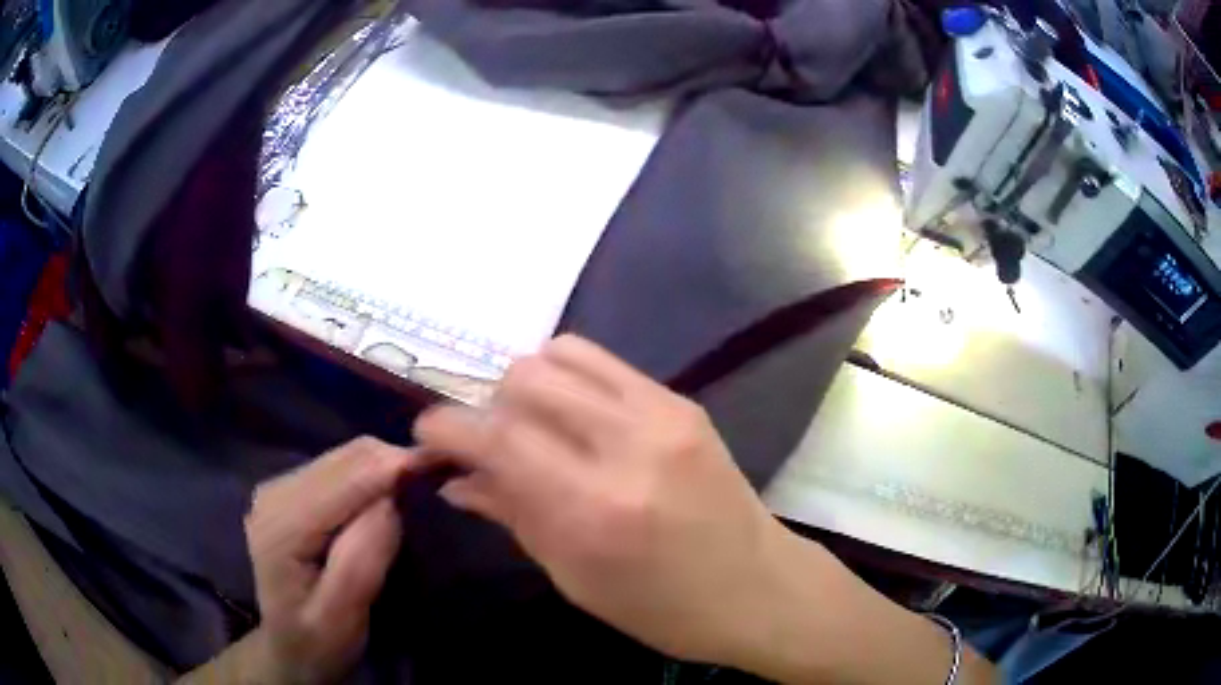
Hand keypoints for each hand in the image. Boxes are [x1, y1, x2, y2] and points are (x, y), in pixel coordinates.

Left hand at [243, 437, 420, 683]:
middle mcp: (274, 494)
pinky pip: (340, 467)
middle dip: (396, 463)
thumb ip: (360, 562)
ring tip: (422, 487)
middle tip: (443, 480)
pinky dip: (373, 473)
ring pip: (345, 456)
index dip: (395, 468)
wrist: (289, 649)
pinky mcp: (291, 490)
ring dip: (387, 467)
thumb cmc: (318, 642)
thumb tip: (389, 503)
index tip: (446, 464)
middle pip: (346, 459)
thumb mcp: (342, 618)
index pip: (345, 480)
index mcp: (281, 526)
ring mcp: (280, 488)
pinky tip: (392, 494)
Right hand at [414, 336, 796, 667]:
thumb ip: (510, 514)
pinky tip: (572, 415)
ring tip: (531, 427)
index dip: (445, 427)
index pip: (496, 437)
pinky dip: (568, 377)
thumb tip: (454, 477)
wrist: (758, 587)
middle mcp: (626, 445)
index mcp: (593, 508)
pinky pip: (602, 361)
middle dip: (487, 406)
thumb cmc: (662, 608)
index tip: (426, 435)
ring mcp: (662, 413)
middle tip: (489, 444)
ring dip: (526, 386)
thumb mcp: (574, 577)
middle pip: (523, 380)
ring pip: (559, 355)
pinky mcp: (681, 401)